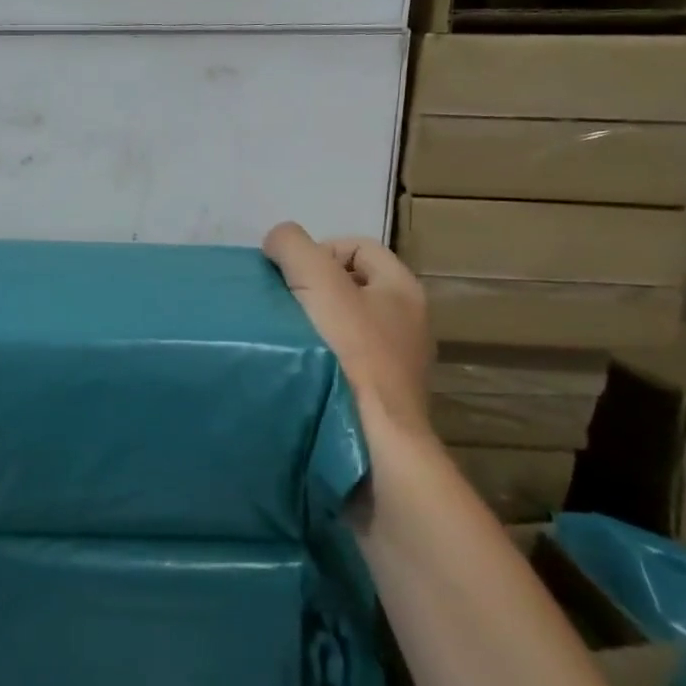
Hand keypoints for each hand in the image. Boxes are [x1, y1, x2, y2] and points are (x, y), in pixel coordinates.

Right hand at [263, 223, 434, 445]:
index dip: (319, 250)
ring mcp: (396, 365)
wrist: (371, 443)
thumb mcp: (316, 281)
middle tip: (282, 304)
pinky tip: (296, 369)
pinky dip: (318, 359)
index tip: (290, 276)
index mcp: (402, 289)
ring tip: (283, 338)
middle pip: (349, 286)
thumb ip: (294, 246)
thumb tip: (278, 243)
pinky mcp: (378, 398)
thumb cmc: (349, 353)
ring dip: (312, 326)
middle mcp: (407, 323)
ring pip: (344, 326)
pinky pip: (343, 362)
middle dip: (311, 289)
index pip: (357, 246)